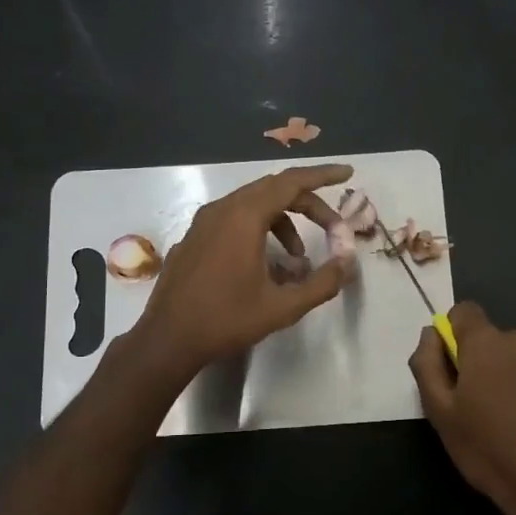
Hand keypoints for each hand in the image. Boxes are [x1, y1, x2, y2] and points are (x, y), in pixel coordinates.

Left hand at [131, 164, 354, 378]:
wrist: (167, 340)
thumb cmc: (226, 320)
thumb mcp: (283, 307)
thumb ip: (322, 282)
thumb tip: (348, 262)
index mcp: (244, 217)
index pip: (292, 182)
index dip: (322, 176)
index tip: (347, 174)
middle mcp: (222, 209)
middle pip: (274, 190)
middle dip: (307, 205)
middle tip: (332, 228)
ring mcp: (203, 222)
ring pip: (253, 206)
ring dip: (283, 223)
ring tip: (297, 260)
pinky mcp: (193, 238)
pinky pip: (233, 220)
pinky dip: (259, 231)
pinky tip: (265, 266)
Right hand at [410, 302, 515, 514]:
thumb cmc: (486, 450)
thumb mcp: (439, 412)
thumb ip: (427, 364)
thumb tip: (431, 333)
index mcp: (487, 343)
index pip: (465, 312)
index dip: (457, 335)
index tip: (459, 366)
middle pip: (501, 338)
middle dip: (493, 361)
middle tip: (490, 404)